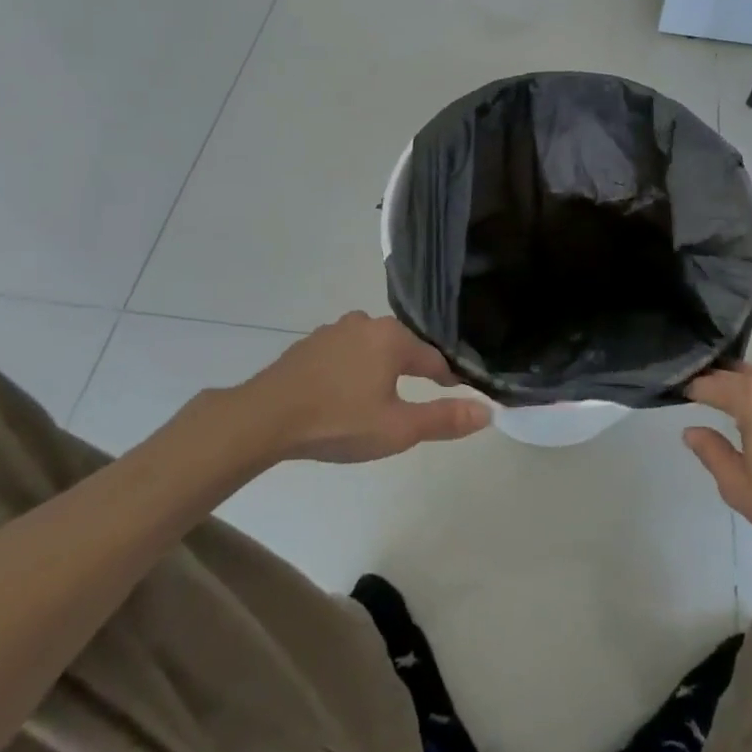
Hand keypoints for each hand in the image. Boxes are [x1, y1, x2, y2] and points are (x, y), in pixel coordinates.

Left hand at [240, 312, 490, 463]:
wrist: (263, 419)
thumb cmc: (338, 421)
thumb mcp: (398, 429)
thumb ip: (444, 418)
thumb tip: (488, 411)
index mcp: (393, 337)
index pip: (434, 359)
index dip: (447, 380)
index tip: (455, 398)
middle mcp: (367, 323)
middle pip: (402, 349)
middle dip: (412, 373)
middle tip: (414, 404)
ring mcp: (334, 331)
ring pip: (372, 350)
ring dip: (379, 371)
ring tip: (378, 401)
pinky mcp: (309, 345)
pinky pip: (344, 355)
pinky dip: (352, 371)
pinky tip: (343, 396)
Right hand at [684, 364, 751, 561]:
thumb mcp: (739, 486)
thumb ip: (711, 452)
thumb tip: (691, 430)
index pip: (712, 383)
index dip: (693, 388)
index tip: (679, 392)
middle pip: (738, 373)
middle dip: (718, 381)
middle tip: (701, 394)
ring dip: (745, 385)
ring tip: (732, 402)